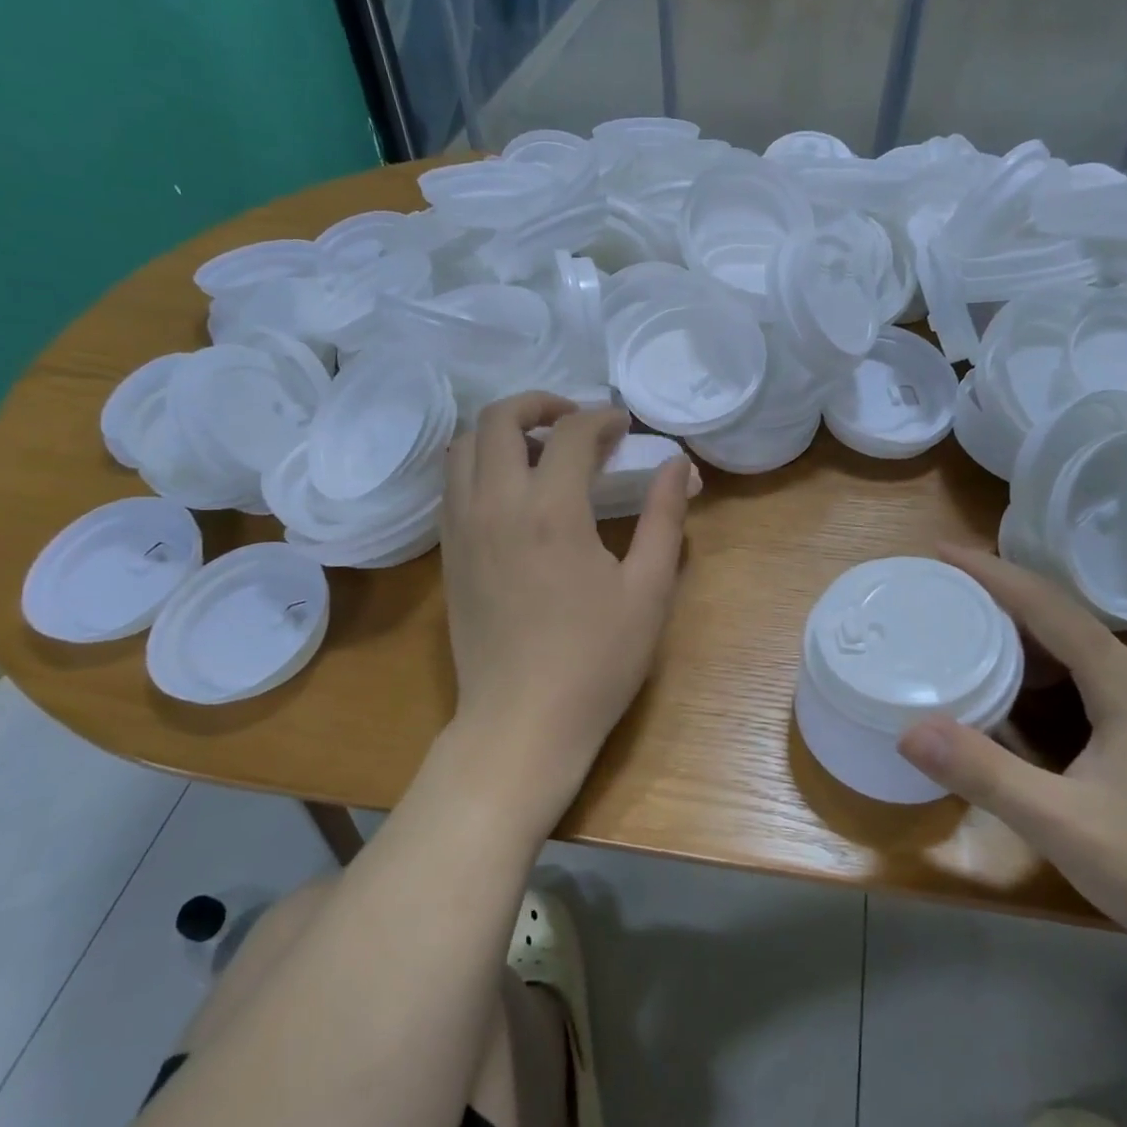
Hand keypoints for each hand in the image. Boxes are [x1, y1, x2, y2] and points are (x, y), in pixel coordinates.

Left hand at [437, 392, 690, 826]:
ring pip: (463, 447)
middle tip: (575, 422)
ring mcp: (462, 529)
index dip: (601, 418)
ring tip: (540, 450)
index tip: (623, 427)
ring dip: (501, 431)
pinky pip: (452, 484)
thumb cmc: (596, 661)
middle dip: (540, 404)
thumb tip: (678, 466)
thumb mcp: (648, 590)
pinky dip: (479, 465)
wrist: (522, 722)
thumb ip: (663, 518)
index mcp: (550, 510)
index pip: (570, 432)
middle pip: (498, 419)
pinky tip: (512, 492)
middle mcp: (495, 506)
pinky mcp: (448, 554)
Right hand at [897, 544, 1126, 981]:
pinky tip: (1016, 698)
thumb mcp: (1061, 823)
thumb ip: (983, 772)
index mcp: (1126, 681)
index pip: (1046, 605)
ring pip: (1077, 653)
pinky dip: (1044, 676)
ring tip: (964, 636)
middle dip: (998, 601)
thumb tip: (907, 729)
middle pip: (1060, 621)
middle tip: (939, 596)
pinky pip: (1090, 682)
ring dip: (1020, 640)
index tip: (939, 552)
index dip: (990, 573)